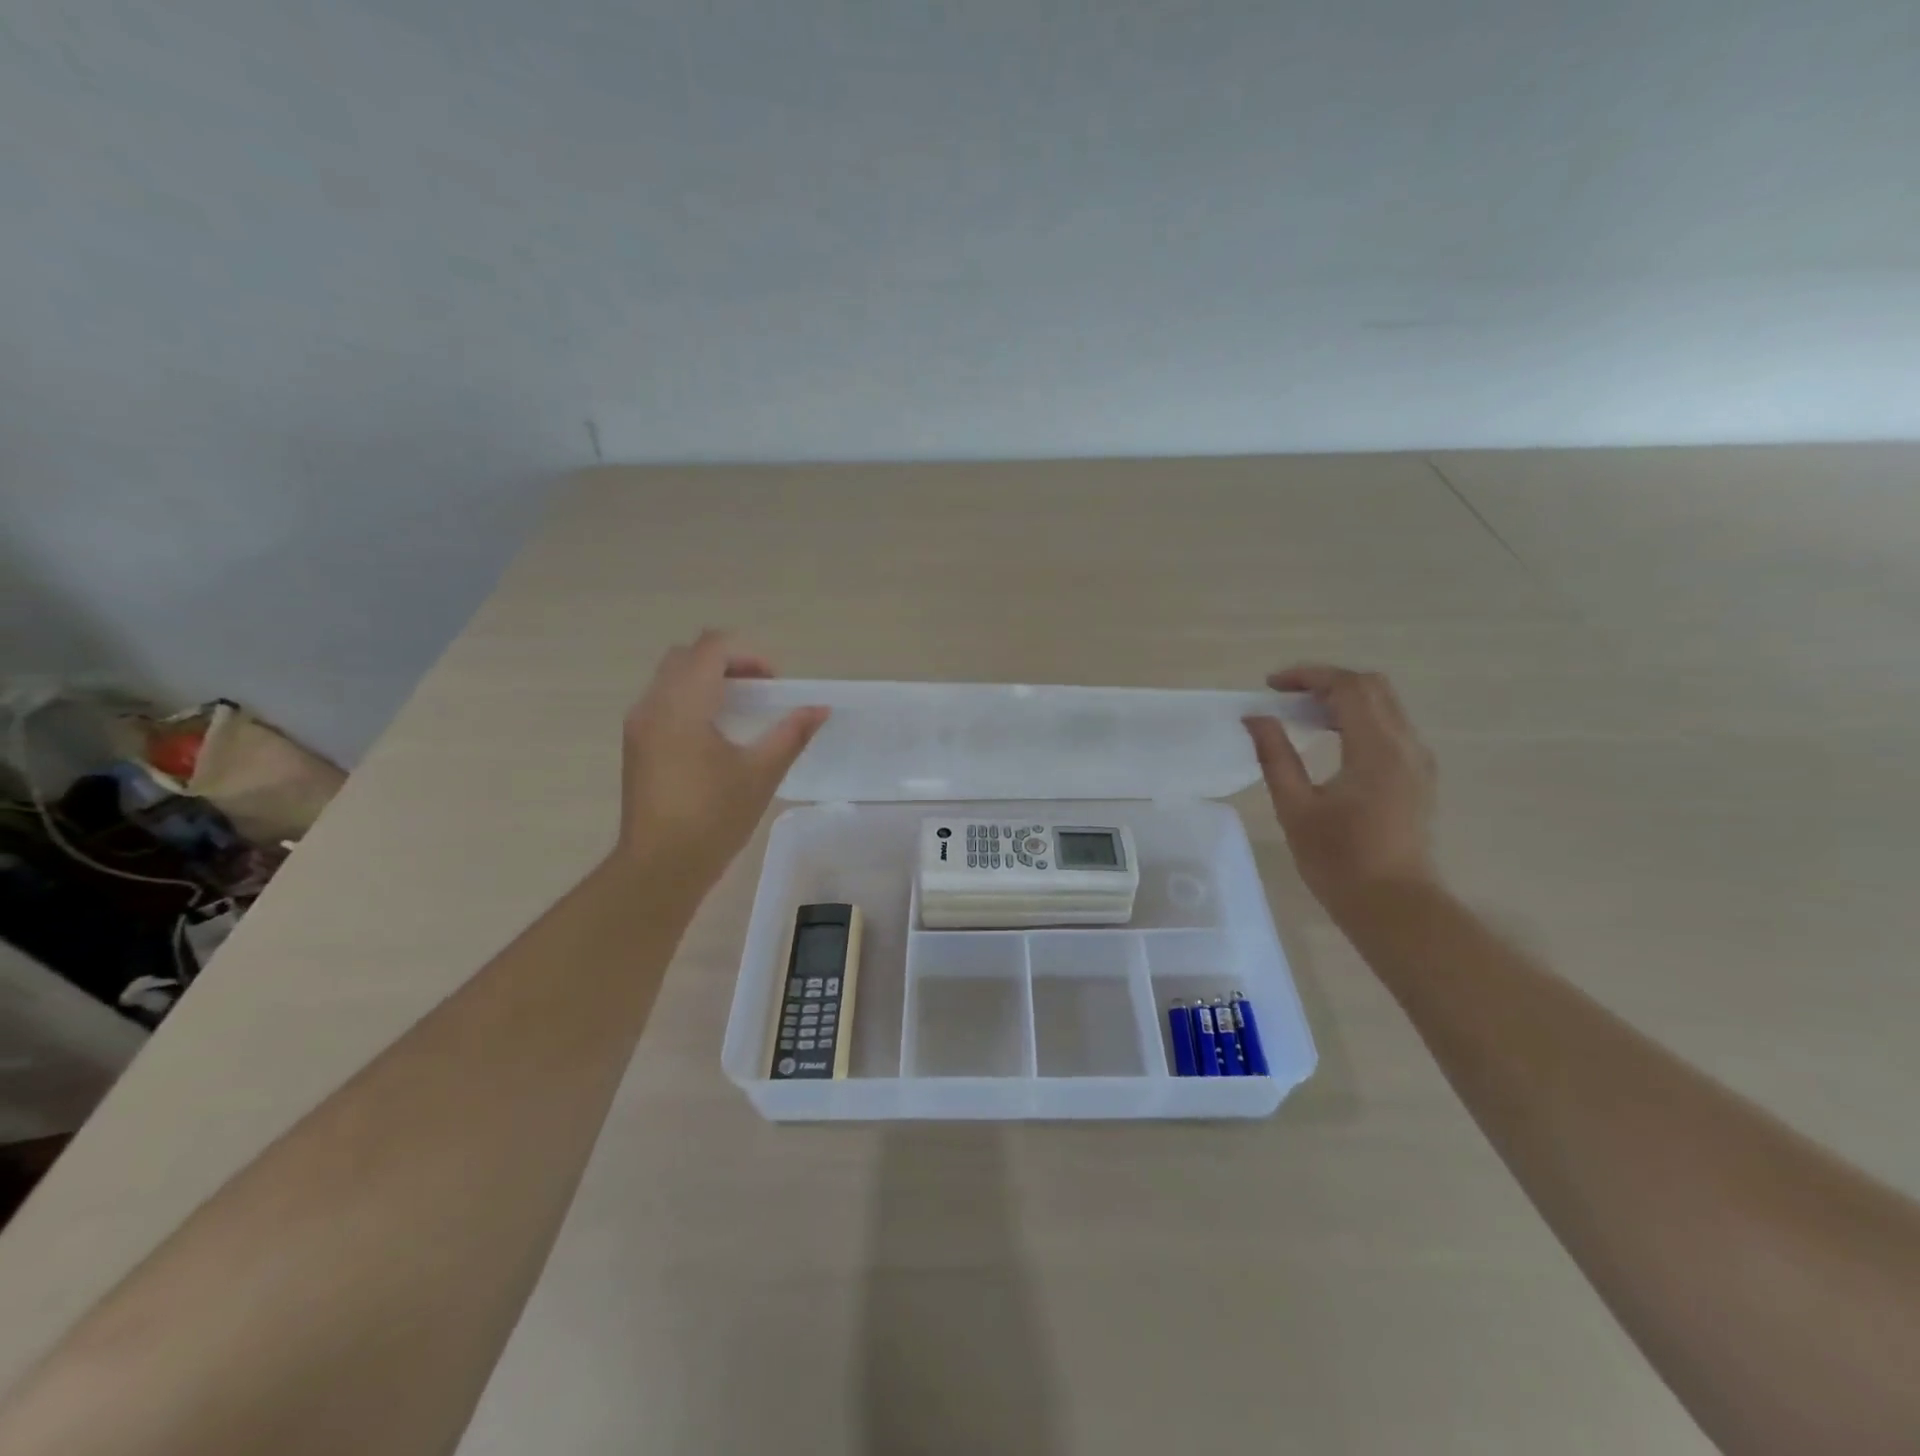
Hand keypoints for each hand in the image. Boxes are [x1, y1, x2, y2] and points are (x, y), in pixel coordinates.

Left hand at [613, 631, 828, 886]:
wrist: (659, 866)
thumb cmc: (713, 817)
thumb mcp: (761, 773)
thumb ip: (791, 733)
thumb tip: (820, 709)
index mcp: (682, 704)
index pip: (711, 648)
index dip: (748, 655)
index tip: (774, 684)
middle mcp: (653, 705)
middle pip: (688, 656)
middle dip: (728, 663)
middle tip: (760, 692)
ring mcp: (639, 725)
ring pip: (672, 678)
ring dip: (708, 681)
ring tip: (742, 713)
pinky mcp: (636, 746)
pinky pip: (663, 702)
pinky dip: (691, 700)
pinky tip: (716, 736)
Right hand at [1244, 665, 1438, 913]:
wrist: (1395, 907)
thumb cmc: (1339, 861)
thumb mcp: (1296, 808)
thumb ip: (1275, 756)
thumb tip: (1256, 718)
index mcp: (1377, 750)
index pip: (1348, 687)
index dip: (1308, 676)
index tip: (1271, 686)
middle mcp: (1406, 745)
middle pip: (1372, 687)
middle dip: (1327, 682)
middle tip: (1286, 698)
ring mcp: (1418, 761)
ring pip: (1385, 705)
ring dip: (1343, 699)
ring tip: (1301, 716)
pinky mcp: (1418, 776)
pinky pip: (1390, 727)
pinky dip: (1358, 719)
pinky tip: (1329, 740)